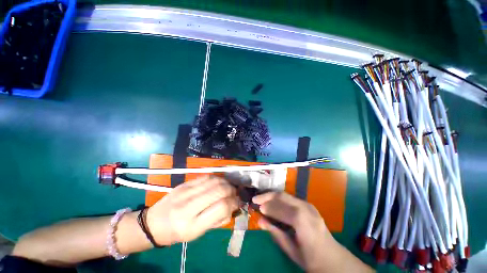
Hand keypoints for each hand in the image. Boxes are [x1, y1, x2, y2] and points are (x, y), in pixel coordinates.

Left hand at [146, 176, 238, 245]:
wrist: (153, 223)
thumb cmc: (177, 233)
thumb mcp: (198, 234)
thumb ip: (217, 220)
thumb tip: (232, 206)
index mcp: (192, 225)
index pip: (221, 207)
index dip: (234, 203)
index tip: (237, 202)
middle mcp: (188, 206)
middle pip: (219, 190)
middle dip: (231, 190)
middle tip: (234, 193)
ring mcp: (185, 192)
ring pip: (214, 181)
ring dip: (225, 182)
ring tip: (228, 187)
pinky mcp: (184, 184)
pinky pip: (206, 177)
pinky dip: (216, 178)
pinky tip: (218, 183)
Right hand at [253, 192, 334, 271]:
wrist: (333, 258)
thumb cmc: (311, 258)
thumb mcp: (291, 250)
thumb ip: (275, 232)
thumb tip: (260, 221)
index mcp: (302, 220)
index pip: (280, 208)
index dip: (267, 206)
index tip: (256, 206)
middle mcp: (305, 208)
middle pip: (282, 196)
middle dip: (267, 196)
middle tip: (255, 199)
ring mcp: (308, 205)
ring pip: (286, 195)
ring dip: (272, 196)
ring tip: (261, 198)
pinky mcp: (309, 205)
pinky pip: (291, 198)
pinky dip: (279, 199)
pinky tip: (273, 202)